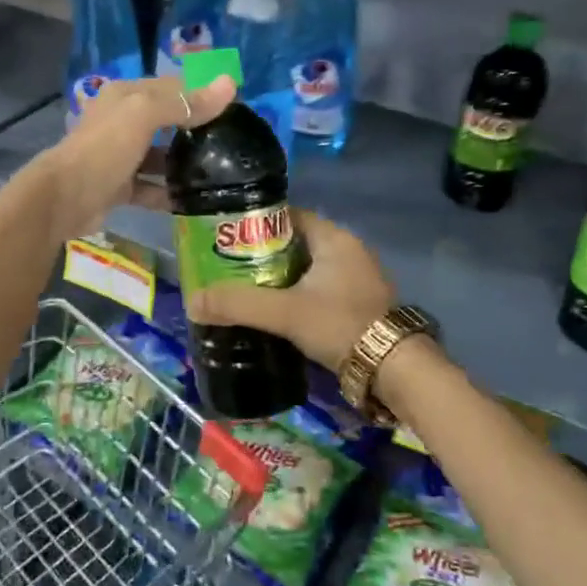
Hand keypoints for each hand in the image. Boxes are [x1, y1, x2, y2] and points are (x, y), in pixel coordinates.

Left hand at [34, 73, 235, 240]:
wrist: (65, 197)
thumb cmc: (105, 147)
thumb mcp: (144, 115)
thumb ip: (185, 102)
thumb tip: (230, 84)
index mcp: (125, 96)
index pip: (171, 87)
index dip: (201, 93)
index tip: (234, 108)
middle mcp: (121, 121)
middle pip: (165, 121)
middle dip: (195, 130)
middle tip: (231, 143)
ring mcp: (119, 156)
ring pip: (158, 156)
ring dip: (182, 164)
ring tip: (219, 173)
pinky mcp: (118, 187)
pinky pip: (149, 187)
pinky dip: (168, 194)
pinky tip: (193, 201)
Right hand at [189, 210, 393, 372]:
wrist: (394, 370)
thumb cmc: (341, 324)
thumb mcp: (286, 312)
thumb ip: (239, 304)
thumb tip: (192, 302)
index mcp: (334, 237)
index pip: (287, 216)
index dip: (255, 224)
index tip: (227, 238)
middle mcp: (347, 250)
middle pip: (294, 243)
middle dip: (261, 255)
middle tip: (228, 268)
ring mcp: (356, 277)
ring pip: (306, 269)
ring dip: (279, 278)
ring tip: (244, 291)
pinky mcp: (357, 303)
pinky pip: (317, 289)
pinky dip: (296, 295)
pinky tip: (275, 312)